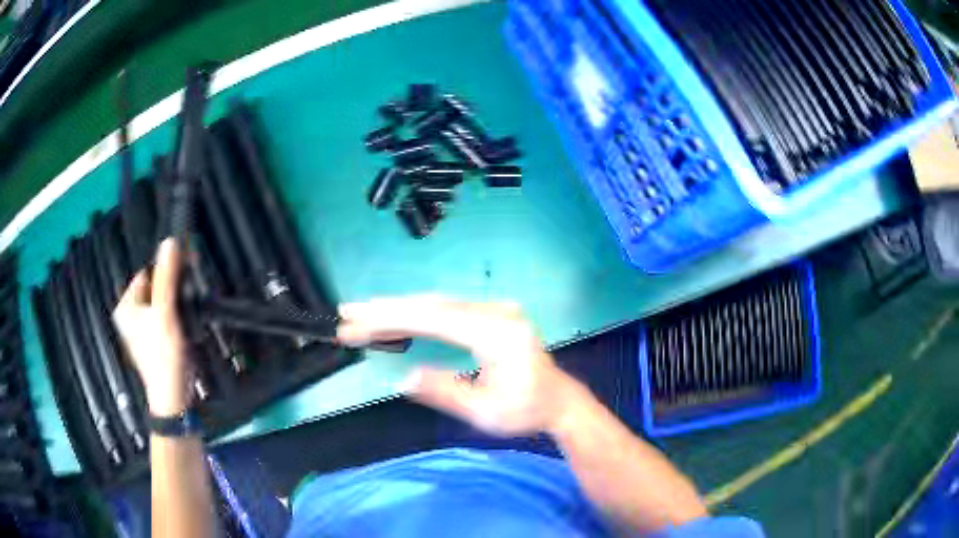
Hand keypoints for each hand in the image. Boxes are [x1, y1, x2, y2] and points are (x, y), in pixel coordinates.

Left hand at [113, 238, 190, 415]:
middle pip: (154, 289)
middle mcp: (130, 315)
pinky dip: (174, 318)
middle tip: (184, 301)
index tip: (182, 279)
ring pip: (161, 303)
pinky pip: (164, 318)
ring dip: (174, 304)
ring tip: (185, 315)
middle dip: (170, 291)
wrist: (174, 398)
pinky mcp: (154, 340)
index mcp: (126, 306)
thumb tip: (169, 242)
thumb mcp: (164, 314)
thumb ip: (166, 278)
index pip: (146, 275)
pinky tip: (183, 327)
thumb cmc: (163, 356)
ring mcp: (142, 329)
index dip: (164, 274)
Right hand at [337, 295, 589, 436]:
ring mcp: (494, 309)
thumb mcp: (485, 411)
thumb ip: (445, 392)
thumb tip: (404, 378)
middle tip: (348, 314)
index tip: (357, 324)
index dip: (390, 320)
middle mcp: (494, 312)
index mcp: (495, 333)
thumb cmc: (526, 411)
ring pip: (437, 303)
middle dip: (386, 309)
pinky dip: (418, 314)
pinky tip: (397, 319)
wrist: (560, 401)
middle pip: (431, 305)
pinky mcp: (491, 314)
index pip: (432, 320)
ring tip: (363, 315)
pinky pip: (448, 309)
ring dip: (398, 309)